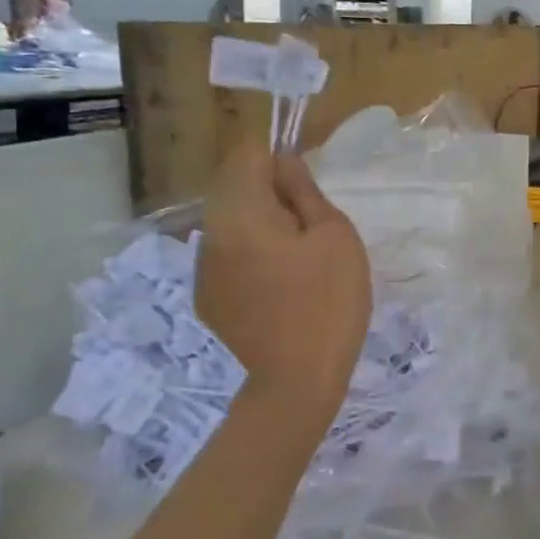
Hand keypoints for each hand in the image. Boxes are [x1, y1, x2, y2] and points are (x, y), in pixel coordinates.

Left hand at [194, 147, 371, 424]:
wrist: (295, 383)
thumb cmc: (327, 303)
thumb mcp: (335, 237)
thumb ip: (306, 193)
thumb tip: (286, 163)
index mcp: (240, 212)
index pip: (248, 154)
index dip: (280, 160)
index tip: (308, 191)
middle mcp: (210, 233)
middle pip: (235, 187)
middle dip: (272, 194)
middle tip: (311, 229)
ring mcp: (204, 268)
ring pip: (232, 223)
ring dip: (262, 226)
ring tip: (299, 262)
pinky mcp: (208, 298)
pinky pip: (229, 257)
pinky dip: (253, 257)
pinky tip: (281, 289)